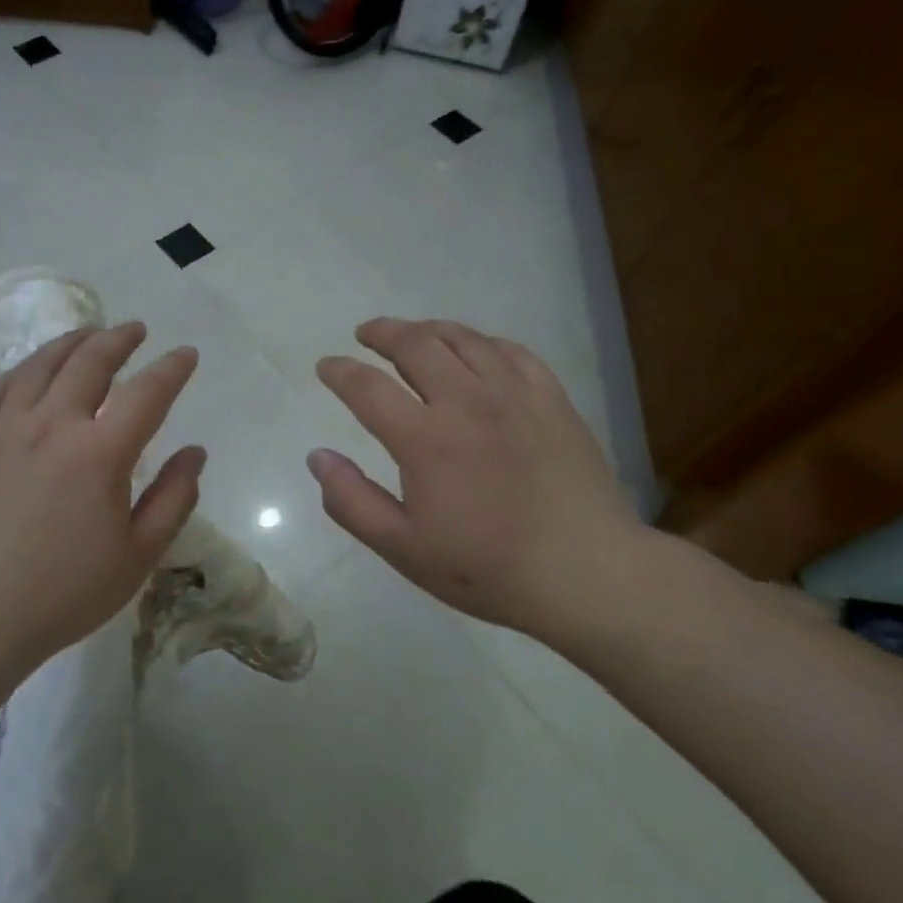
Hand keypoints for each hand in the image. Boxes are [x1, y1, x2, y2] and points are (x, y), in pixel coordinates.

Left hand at [0, 324, 203, 720]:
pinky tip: (32, 370)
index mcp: (99, 453)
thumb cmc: (65, 591)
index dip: (172, 368)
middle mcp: (52, 425)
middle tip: (136, 330)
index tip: (187, 354)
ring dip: (72, 342)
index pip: (147, 393)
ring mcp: (6, 429)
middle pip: (90, 362)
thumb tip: (194, 452)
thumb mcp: (138, 555)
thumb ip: (174, 498)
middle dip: (119, 339)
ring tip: (89, 334)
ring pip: (42, 365)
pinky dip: (22, 369)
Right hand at [310, 318, 642, 635]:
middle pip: (415, 345)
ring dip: (428, 329)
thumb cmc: (486, 568)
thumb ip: (352, 501)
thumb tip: (317, 457)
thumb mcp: (403, 548)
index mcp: (425, 439)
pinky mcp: (552, 399)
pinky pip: (511, 352)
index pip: (368, 387)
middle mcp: (466, 402)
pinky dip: (482, 342)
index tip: (326, 366)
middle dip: (382, 333)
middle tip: (366, 335)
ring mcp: (514, 395)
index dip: (340, 372)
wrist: (585, 573)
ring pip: (463, 339)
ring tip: (412, 333)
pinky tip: (475, 350)